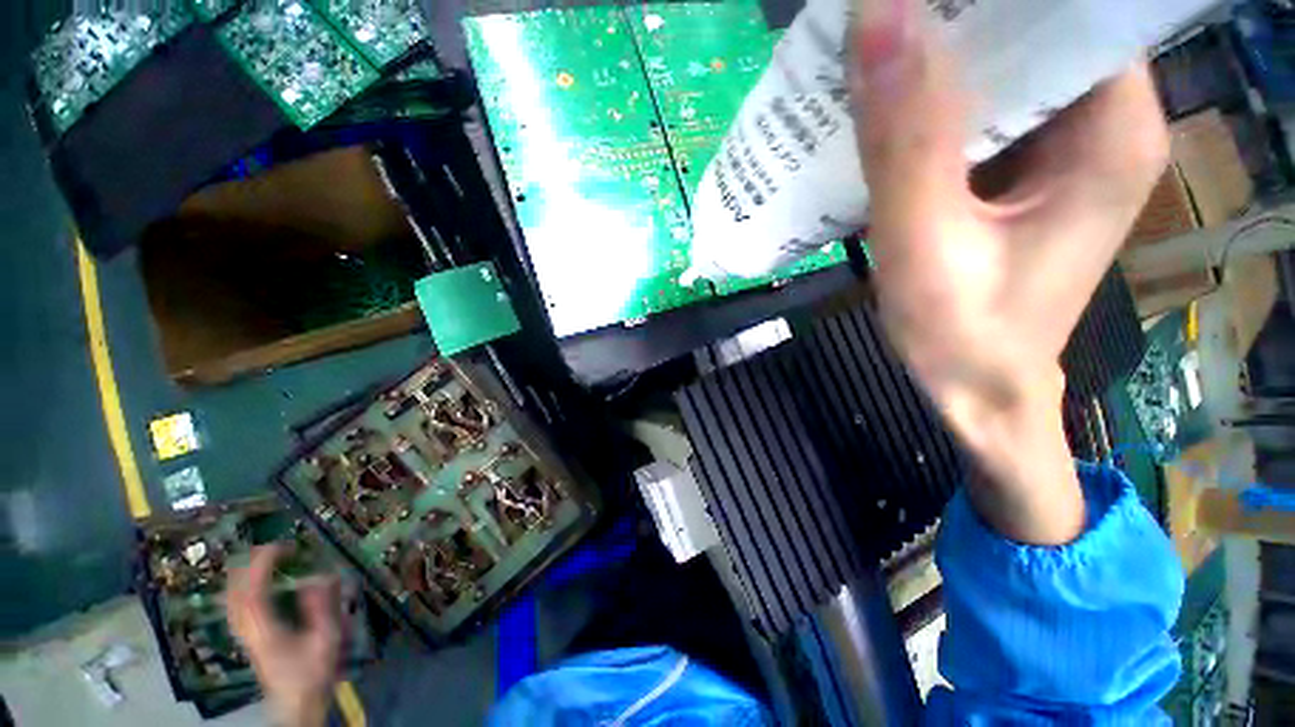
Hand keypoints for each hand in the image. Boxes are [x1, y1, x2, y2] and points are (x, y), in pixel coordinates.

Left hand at [227, 545, 340, 726]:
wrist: (296, 703)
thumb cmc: (313, 672)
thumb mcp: (326, 640)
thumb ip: (322, 607)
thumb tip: (319, 576)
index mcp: (265, 630)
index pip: (253, 591)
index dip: (262, 565)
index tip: (281, 546)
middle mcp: (247, 630)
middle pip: (234, 594)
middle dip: (248, 566)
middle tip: (271, 548)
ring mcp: (244, 635)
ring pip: (230, 600)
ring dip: (242, 577)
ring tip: (260, 560)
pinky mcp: (247, 638)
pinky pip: (235, 608)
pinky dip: (240, 590)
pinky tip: (250, 585)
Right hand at [851, 0, 1167, 542]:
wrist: (974, 388)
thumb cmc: (961, 336)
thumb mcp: (924, 245)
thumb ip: (907, 142)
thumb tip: (877, 15)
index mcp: (1111, 129)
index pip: (1069, 7)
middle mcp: (1099, 121)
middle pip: (1034, 27)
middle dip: (953, 16)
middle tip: (877, 19)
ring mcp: (1058, 145)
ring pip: (999, 66)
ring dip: (933, 57)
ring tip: (867, 57)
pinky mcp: (1018, 169)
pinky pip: (975, 110)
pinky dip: (927, 102)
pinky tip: (881, 111)